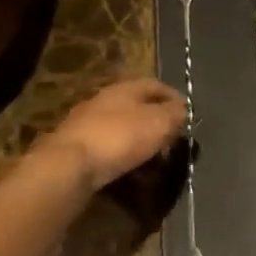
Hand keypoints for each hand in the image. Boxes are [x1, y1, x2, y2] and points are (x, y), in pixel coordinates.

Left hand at [44, 78, 185, 190]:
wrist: (67, 167)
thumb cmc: (120, 137)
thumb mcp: (159, 122)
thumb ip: (175, 113)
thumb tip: (182, 110)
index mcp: (125, 88)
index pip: (156, 85)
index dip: (174, 98)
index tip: (187, 116)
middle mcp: (103, 100)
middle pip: (137, 106)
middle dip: (156, 121)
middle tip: (171, 139)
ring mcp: (85, 124)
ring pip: (121, 128)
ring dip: (138, 141)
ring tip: (153, 159)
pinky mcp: (75, 149)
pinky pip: (106, 149)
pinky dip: (121, 157)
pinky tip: (129, 171)